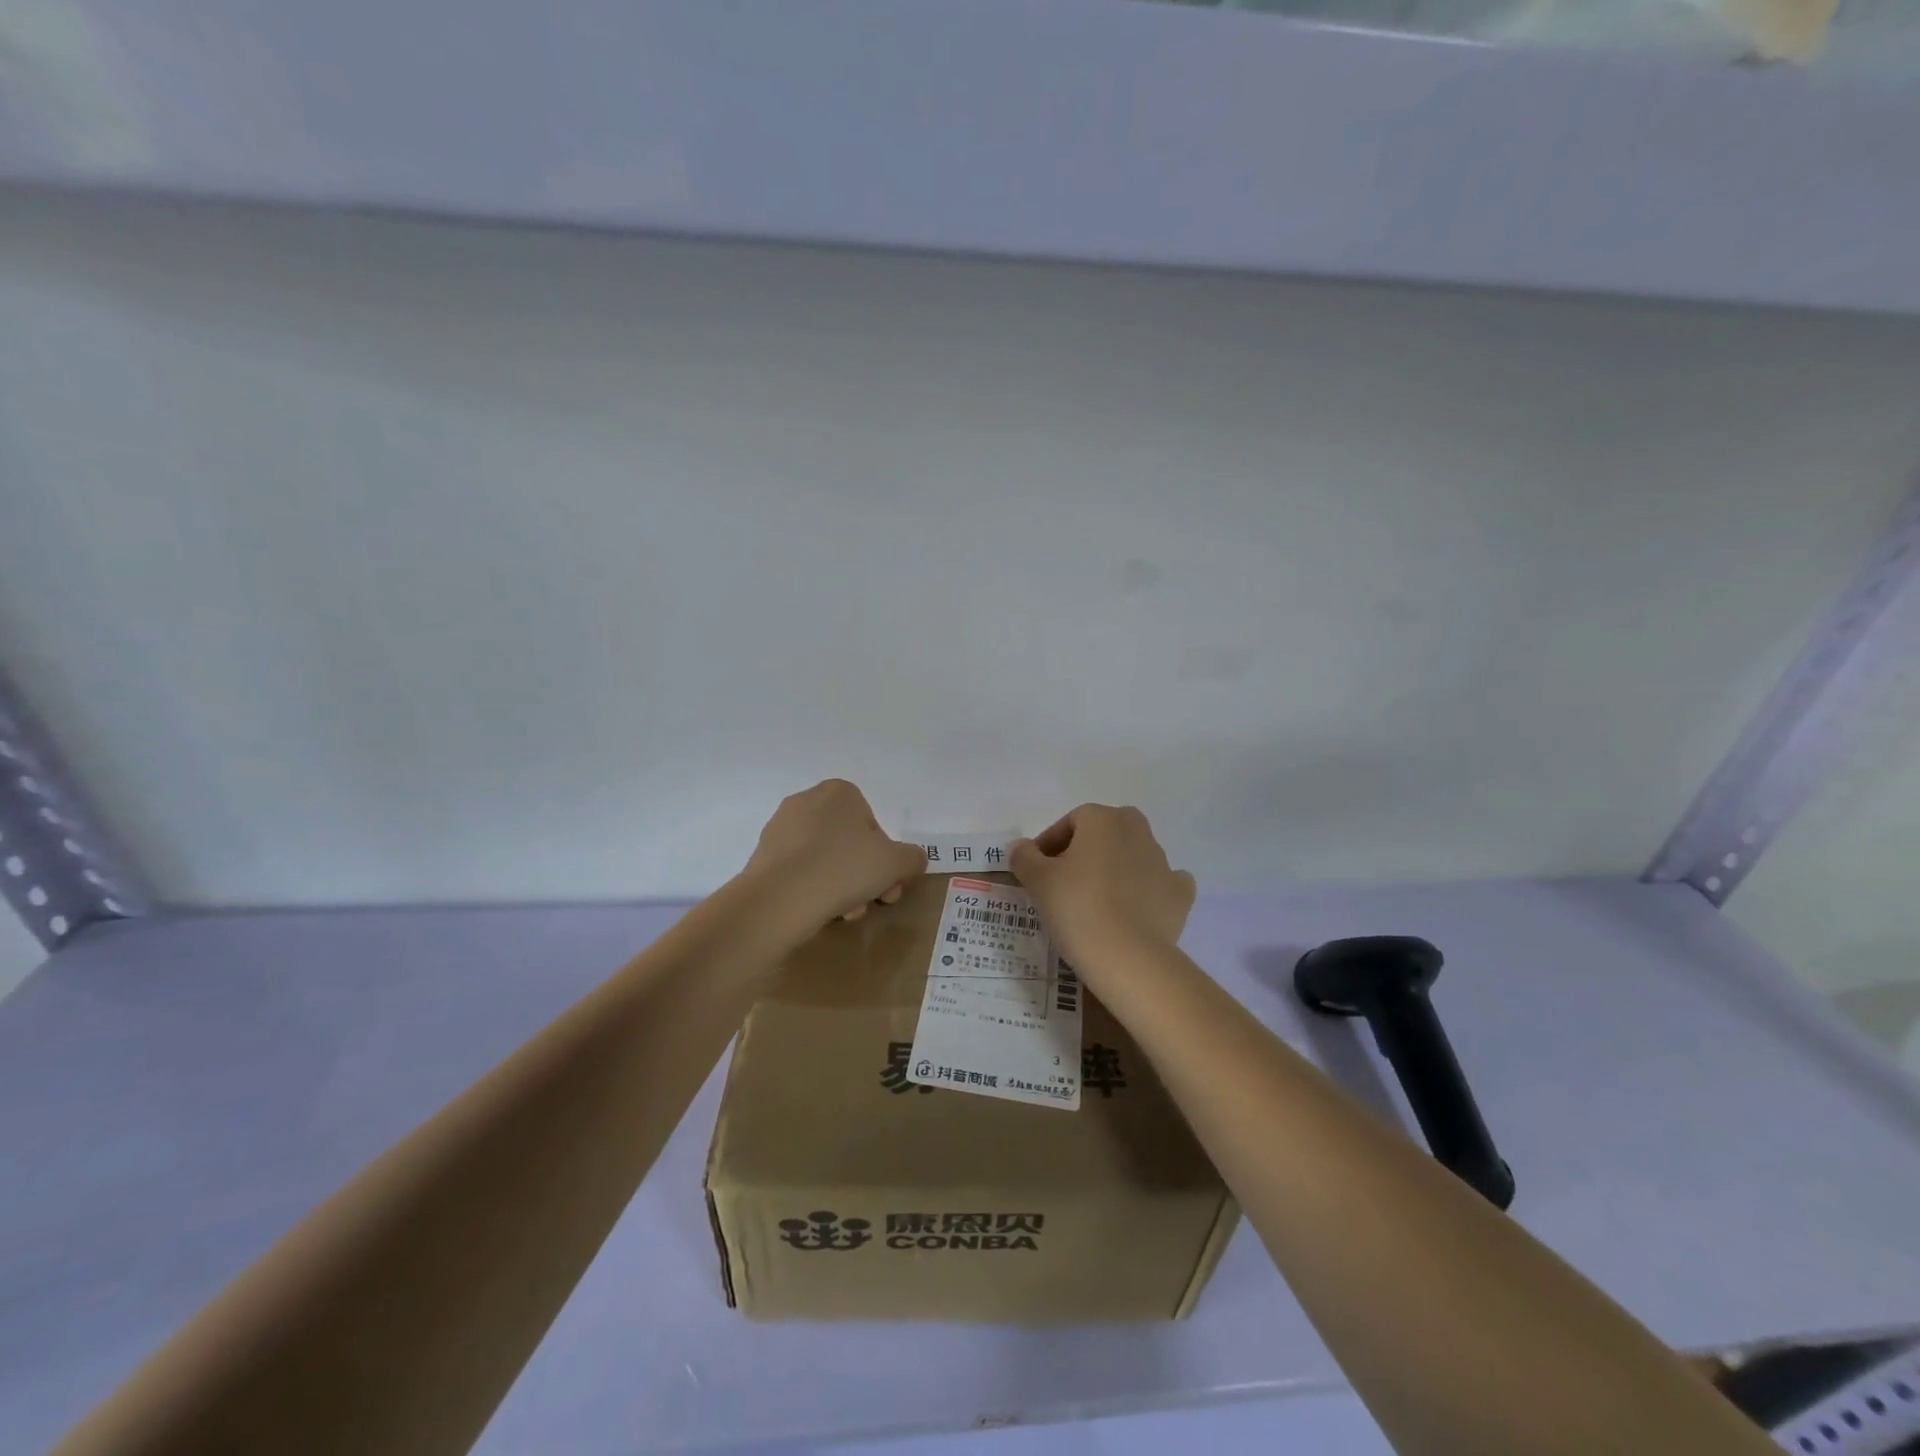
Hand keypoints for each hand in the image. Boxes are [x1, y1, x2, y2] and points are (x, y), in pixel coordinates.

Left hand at [742, 779, 926, 932]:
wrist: (780, 899)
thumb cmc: (844, 869)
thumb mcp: (896, 864)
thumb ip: (912, 858)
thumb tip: (912, 860)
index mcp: (840, 792)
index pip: (873, 825)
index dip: (886, 858)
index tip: (888, 884)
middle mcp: (807, 801)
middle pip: (849, 844)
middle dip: (864, 875)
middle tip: (872, 902)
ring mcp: (780, 828)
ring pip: (826, 859)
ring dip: (841, 886)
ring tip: (844, 913)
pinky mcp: (763, 856)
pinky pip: (800, 871)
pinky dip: (813, 889)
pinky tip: (818, 911)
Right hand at [1011, 805, 1195, 969]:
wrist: (1128, 957)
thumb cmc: (1077, 907)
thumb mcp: (1038, 881)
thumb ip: (1025, 857)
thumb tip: (1020, 846)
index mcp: (1103, 820)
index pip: (1070, 822)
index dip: (1049, 844)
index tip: (1036, 870)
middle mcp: (1137, 831)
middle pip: (1105, 832)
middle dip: (1086, 849)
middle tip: (1066, 880)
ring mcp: (1163, 862)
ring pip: (1133, 855)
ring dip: (1115, 869)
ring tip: (1095, 901)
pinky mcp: (1180, 894)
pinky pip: (1161, 883)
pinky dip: (1149, 890)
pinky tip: (1134, 909)